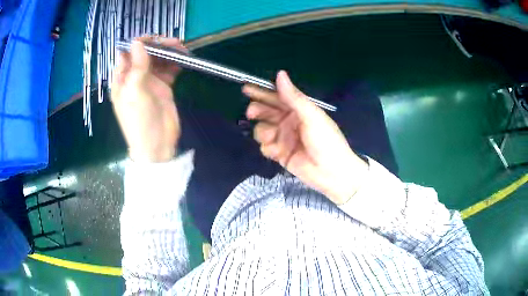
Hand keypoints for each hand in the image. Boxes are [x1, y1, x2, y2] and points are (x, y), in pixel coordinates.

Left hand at [111, 37, 186, 161]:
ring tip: (182, 49)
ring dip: (169, 53)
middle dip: (158, 46)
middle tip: (173, 43)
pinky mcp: (163, 87)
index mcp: (122, 79)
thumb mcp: (135, 92)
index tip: (153, 38)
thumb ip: (137, 67)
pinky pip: (168, 70)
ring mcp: (149, 82)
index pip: (127, 54)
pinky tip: (183, 61)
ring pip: (158, 61)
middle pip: (145, 55)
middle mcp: (134, 78)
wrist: (157, 145)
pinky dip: (175, 64)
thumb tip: (137, 42)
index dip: (138, 44)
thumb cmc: (139, 121)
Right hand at [243, 71, 368, 203]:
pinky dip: (268, 148)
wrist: (331, 172)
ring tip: (273, 136)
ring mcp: (283, 138)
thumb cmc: (326, 140)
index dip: (261, 92)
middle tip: (252, 113)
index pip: (277, 97)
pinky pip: (265, 147)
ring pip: (262, 130)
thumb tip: (280, 74)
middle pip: (266, 112)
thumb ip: (293, 97)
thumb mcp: (312, 116)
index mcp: (298, 110)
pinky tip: (277, 152)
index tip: (246, 89)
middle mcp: (289, 122)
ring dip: (263, 132)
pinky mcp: (279, 154)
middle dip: (257, 111)